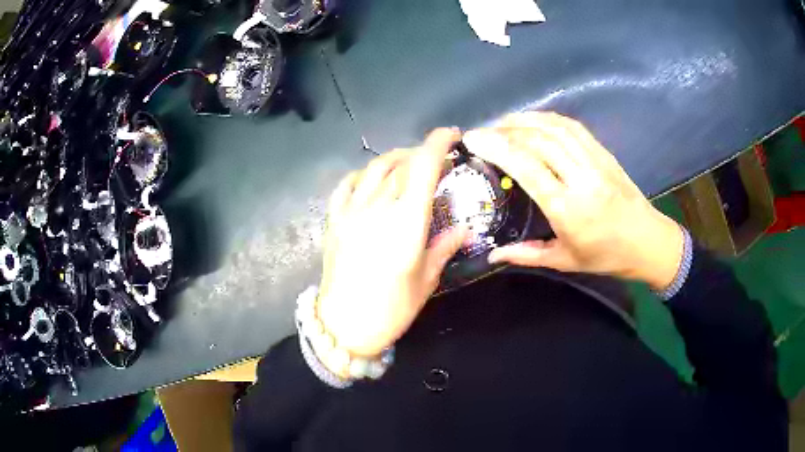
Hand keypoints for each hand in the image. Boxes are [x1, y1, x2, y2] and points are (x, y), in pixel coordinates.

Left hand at [317, 129, 468, 357]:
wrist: (343, 327)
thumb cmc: (391, 309)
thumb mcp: (425, 281)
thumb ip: (444, 248)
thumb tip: (464, 229)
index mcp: (406, 222)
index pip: (424, 167)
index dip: (439, 144)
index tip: (453, 135)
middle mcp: (377, 208)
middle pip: (401, 164)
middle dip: (422, 153)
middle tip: (437, 159)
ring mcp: (351, 211)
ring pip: (374, 168)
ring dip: (395, 158)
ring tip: (408, 164)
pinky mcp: (334, 220)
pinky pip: (346, 185)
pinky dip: (363, 175)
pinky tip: (371, 180)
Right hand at [463, 112, 683, 290]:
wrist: (647, 241)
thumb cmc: (605, 256)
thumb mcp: (564, 261)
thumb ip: (526, 254)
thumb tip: (492, 254)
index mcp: (568, 209)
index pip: (527, 167)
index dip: (497, 147)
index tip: (473, 139)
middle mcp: (581, 178)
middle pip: (538, 141)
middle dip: (503, 130)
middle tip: (481, 131)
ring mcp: (595, 161)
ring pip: (554, 128)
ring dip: (523, 119)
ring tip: (501, 122)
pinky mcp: (603, 152)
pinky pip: (572, 126)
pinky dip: (547, 118)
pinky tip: (532, 120)